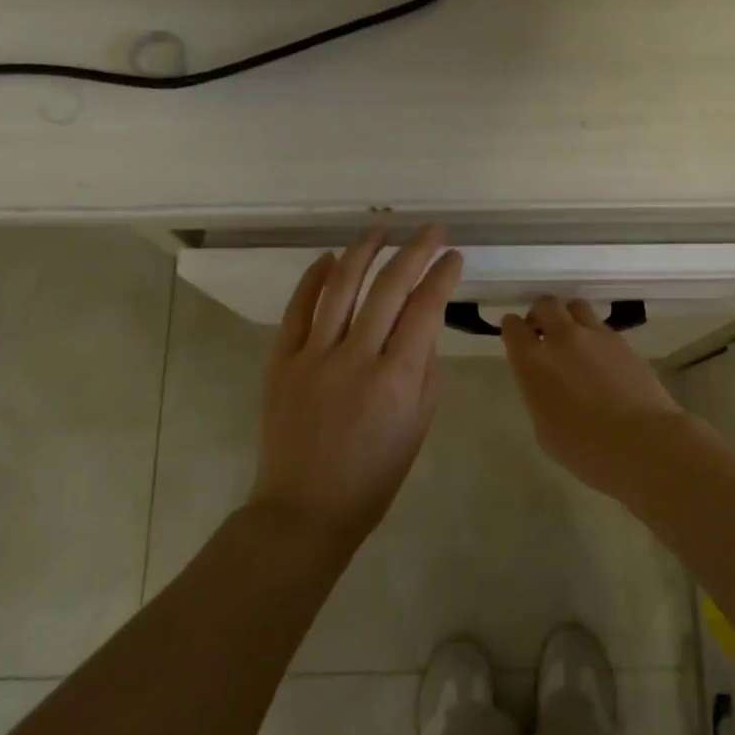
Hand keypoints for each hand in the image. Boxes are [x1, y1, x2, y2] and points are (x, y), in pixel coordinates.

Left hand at [253, 225, 464, 542]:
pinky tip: (331, 258)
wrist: (306, 508)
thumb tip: (423, 323)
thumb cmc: (374, 474)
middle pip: (388, 287)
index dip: (442, 275)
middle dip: (414, 250)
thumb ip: (426, 367)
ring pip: (341, 287)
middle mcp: (356, 358)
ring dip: (364, 250)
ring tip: (380, 226)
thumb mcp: (419, 424)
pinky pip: (298, 308)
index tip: (454, 255)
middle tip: (430, 229)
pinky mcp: (281, 360)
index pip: (425, 308)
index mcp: (397, 379)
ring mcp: (313, 356)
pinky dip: (314, 278)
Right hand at [502, 297, 687, 493]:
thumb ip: (539, 395)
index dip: (512, 329)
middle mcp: (561, 339)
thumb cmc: (585, 449)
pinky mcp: (622, 341)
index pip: (512, 327)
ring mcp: (595, 336)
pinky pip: (601, 327)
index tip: (516, 336)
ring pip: (576, 306)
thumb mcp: (545, 429)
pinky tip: (601, 358)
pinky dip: (595, 335)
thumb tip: (547, 384)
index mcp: (533, 363)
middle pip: (545, 305)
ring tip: (574, 338)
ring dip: (569, 317)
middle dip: (541, 314)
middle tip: (543, 332)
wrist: (642, 442)